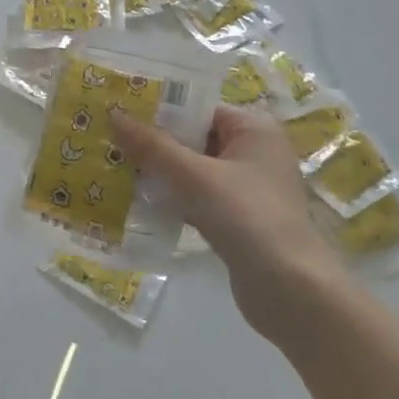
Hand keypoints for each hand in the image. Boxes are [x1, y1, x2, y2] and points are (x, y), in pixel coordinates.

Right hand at [114, 105, 344, 342]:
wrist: (289, 289)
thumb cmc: (246, 216)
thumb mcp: (193, 176)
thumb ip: (152, 145)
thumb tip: (113, 113)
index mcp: (254, 130)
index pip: (199, 109)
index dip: (159, 111)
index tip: (119, 112)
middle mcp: (255, 153)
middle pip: (194, 139)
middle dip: (154, 143)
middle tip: (109, 140)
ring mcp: (247, 188)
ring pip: (193, 171)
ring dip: (159, 173)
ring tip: (114, 168)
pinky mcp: (238, 219)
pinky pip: (197, 197)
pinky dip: (172, 198)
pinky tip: (138, 201)